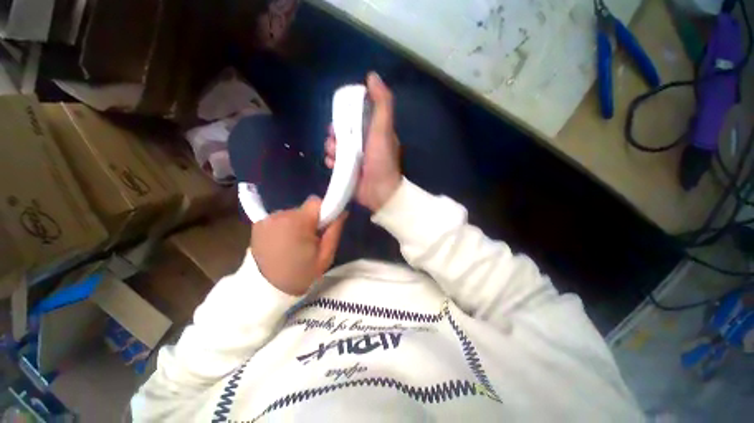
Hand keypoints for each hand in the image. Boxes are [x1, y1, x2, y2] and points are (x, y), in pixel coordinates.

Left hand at [251, 196, 346, 295]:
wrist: (267, 291)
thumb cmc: (301, 274)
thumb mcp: (326, 256)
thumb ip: (334, 230)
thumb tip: (343, 210)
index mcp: (298, 222)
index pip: (316, 202)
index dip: (324, 212)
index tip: (322, 227)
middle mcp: (280, 215)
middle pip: (304, 209)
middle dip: (309, 220)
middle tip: (309, 240)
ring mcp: (266, 219)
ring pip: (292, 214)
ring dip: (296, 224)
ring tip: (294, 244)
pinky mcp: (257, 224)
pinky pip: (280, 219)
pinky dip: (284, 227)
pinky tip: (282, 242)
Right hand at [325, 72, 401, 211]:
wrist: (379, 191)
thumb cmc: (381, 159)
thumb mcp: (383, 128)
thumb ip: (382, 103)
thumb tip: (372, 76)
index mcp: (373, 132)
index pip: (356, 117)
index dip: (345, 115)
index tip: (339, 118)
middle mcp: (364, 144)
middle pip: (343, 132)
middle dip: (335, 134)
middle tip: (335, 140)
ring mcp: (355, 159)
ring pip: (336, 147)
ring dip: (331, 148)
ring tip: (335, 155)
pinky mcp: (348, 171)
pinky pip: (334, 162)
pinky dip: (331, 161)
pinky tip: (333, 165)